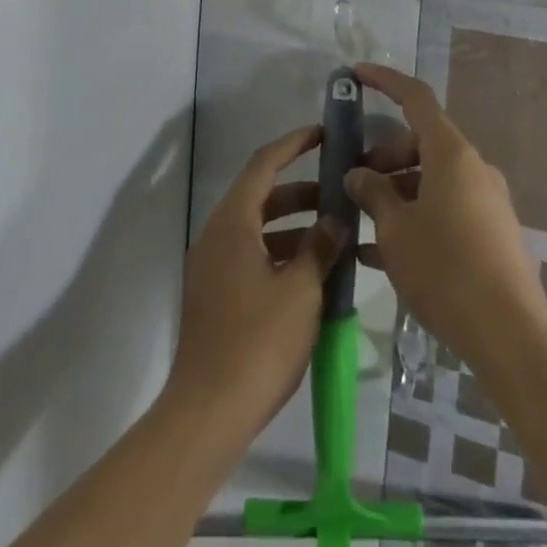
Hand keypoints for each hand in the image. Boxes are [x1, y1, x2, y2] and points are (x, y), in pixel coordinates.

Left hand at [166, 126, 346, 438]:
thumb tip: (335, 220)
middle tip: (338, 191)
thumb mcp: (301, 291)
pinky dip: (280, 252)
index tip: (323, 134)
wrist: (207, 413)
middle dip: (300, 190)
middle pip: (260, 195)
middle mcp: (217, 235)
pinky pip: (250, 256)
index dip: (294, 144)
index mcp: (232, 222)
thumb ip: (320, 248)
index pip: (264, 164)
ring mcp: (212, 267)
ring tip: (333, 234)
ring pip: (256, 228)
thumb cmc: (257, 342)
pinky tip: (311, 273)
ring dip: (293, 225)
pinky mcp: (215, 296)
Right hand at [343, 64, 546, 370]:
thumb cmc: (446, 269)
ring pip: (431, 179)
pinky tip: (381, 255)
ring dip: (396, 192)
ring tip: (361, 223)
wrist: (510, 335)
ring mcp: (485, 201)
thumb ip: (373, 194)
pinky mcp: (491, 233)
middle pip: (421, 143)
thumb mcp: (396, 230)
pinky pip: (444, 209)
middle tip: (352, 183)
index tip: (356, 75)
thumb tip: (358, 174)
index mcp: (451, 153)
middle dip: (383, 157)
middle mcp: (472, 168)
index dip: (385, 81)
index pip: (416, 98)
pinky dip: (415, 218)